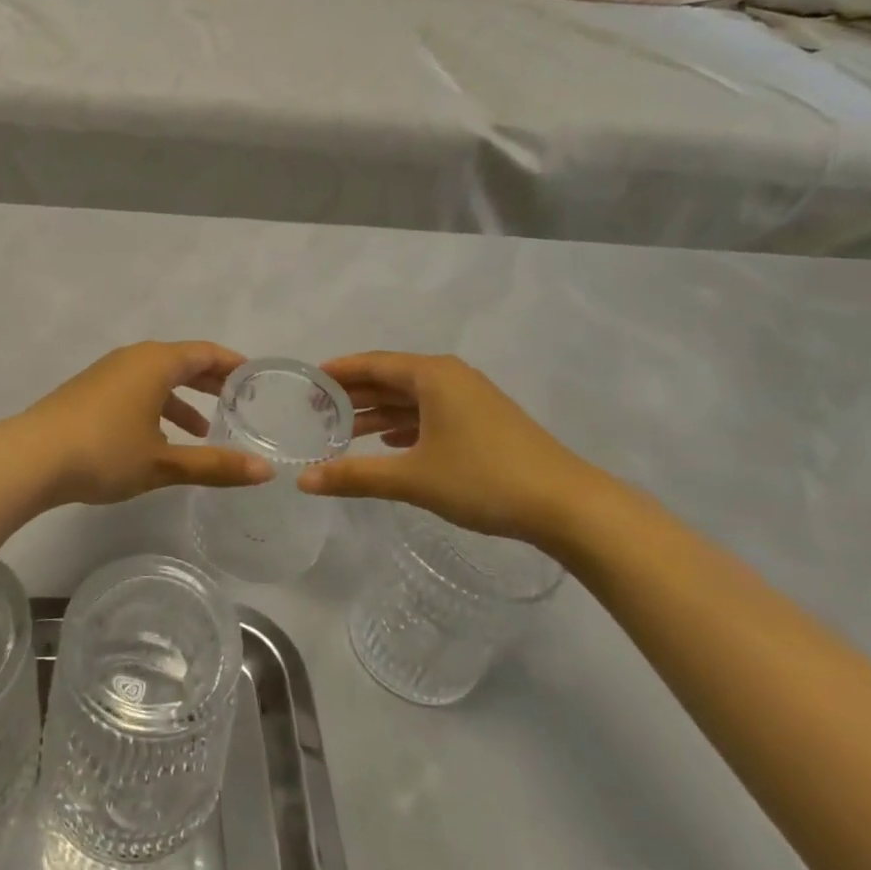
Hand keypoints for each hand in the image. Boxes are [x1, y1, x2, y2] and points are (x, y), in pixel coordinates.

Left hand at [14, 341, 273, 506]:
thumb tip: (265, 472)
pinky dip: (156, 405)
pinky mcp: (89, 391)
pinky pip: (135, 388)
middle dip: (210, 381)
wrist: (31, 457)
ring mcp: (107, 373)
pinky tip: (159, 439)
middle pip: (182, 361)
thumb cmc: (105, 452)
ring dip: (182, 398)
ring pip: (157, 377)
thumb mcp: (163, 463)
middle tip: (240, 401)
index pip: (205, 352)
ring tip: (204, 430)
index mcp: (156, 362)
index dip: (233, 364)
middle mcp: (133, 358)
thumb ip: (215, 465)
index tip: (256, 378)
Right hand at [299, 352, 613, 544]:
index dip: (338, 371)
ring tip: (341, 432)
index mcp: (432, 375)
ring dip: (377, 413)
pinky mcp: (484, 422)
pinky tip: (388, 443)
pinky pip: (431, 414)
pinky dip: (405, 425)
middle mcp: (450, 377)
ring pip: (411, 399)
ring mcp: (470, 399)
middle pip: (390, 378)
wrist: (567, 505)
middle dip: (354, 394)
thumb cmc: (483, 479)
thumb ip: (355, 476)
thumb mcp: (413, 478)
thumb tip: (303, 482)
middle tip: (315, 411)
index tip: (307, 381)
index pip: (372, 363)